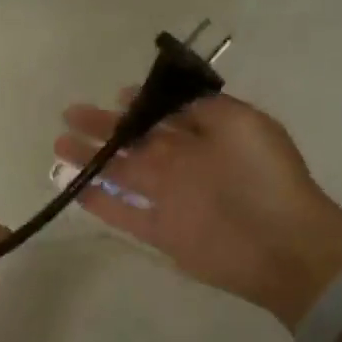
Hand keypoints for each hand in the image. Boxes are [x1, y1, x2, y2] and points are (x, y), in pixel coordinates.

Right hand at [54, 92, 341, 325]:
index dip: (140, 105)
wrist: (283, 245)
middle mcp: (184, 164)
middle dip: (105, 128)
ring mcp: (169, 198)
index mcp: (205, 136)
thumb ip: (205, 109)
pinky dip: (99, 202)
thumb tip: (168, 101)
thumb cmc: (264, 177)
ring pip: (121, 174)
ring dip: (92, 161)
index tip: (116, 96)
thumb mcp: (243, 124)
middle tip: (70, 115)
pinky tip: (73, 189)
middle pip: (136, 142)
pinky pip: (122, 213)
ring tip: (59, 146)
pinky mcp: (159, 231)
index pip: (165, 116)